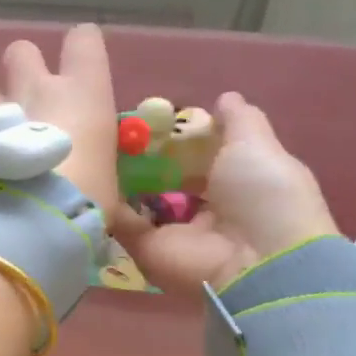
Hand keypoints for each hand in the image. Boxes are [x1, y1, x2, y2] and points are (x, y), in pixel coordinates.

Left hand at [0, 23, 120, 221]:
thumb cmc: (85, 198)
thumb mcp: (108, 192)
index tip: (82, 71)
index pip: (84, 40)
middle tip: (29, 102)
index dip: (81, 50)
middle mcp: (38, 87)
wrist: (30, 218)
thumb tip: (118, 218)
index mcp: (84, 92)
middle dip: (23, 70)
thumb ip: (104, 188)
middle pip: (22, 51)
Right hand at [116, 92, 337, 294]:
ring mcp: (172, 231)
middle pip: (165, 179)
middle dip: (143, 158)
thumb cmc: (263, 194)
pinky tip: (92, 172)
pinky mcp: (146, 249)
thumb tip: (225, 97)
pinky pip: (121, 223)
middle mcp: (202, 209)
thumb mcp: (256, 144)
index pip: (199, 158)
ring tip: (95, 147)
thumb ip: (238, 120)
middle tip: (117, 132)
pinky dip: (107, 203)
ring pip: (139, 200)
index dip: (178, 138)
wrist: (255, 259)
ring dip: (120, 178)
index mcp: (233, 183)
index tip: (152, 118)